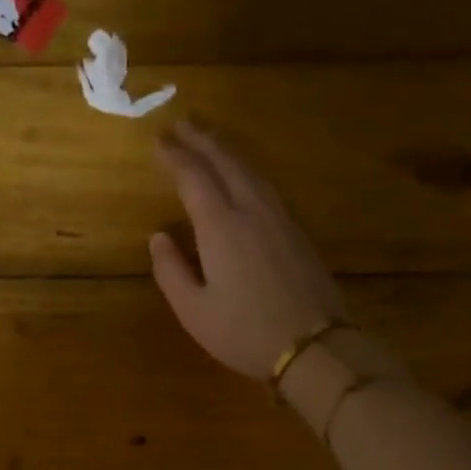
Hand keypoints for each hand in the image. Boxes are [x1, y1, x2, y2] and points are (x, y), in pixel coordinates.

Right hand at [150, 121, 347, 379]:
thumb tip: (158, 237)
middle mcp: (252, 211)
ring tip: (209, 139)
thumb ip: (171, 270)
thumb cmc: (243, 332)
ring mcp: (280, 218)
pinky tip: (243, 174)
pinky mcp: (297, 231)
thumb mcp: (193, 311)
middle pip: (226, 162)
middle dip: (202, 140)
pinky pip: (267, 184)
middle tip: (182, 123)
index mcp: (221, 227)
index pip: (194, 178)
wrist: (312, 345)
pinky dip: (247, 168)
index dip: (175, 156)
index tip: (159, 140)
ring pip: (251, 169)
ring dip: (227, 149)